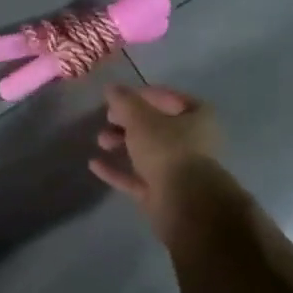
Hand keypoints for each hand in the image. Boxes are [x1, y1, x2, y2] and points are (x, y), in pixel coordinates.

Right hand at [89, 83, 222, 217]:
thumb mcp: (140, 118)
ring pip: (147, 151)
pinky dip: (118, 170)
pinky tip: (94, 164)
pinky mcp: (164, 193)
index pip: (170, 98)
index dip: (143, 95)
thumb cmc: (167, 149)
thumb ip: (124, 101)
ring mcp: (179, 170)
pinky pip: (138, 177)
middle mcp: (193, 142)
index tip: (119, 97)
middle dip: (128, 121)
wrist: (184, 203)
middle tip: (107, 118)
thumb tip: (111, 88)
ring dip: (122, 143)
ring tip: (100, 141)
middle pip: (157, 126)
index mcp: (199, 118)